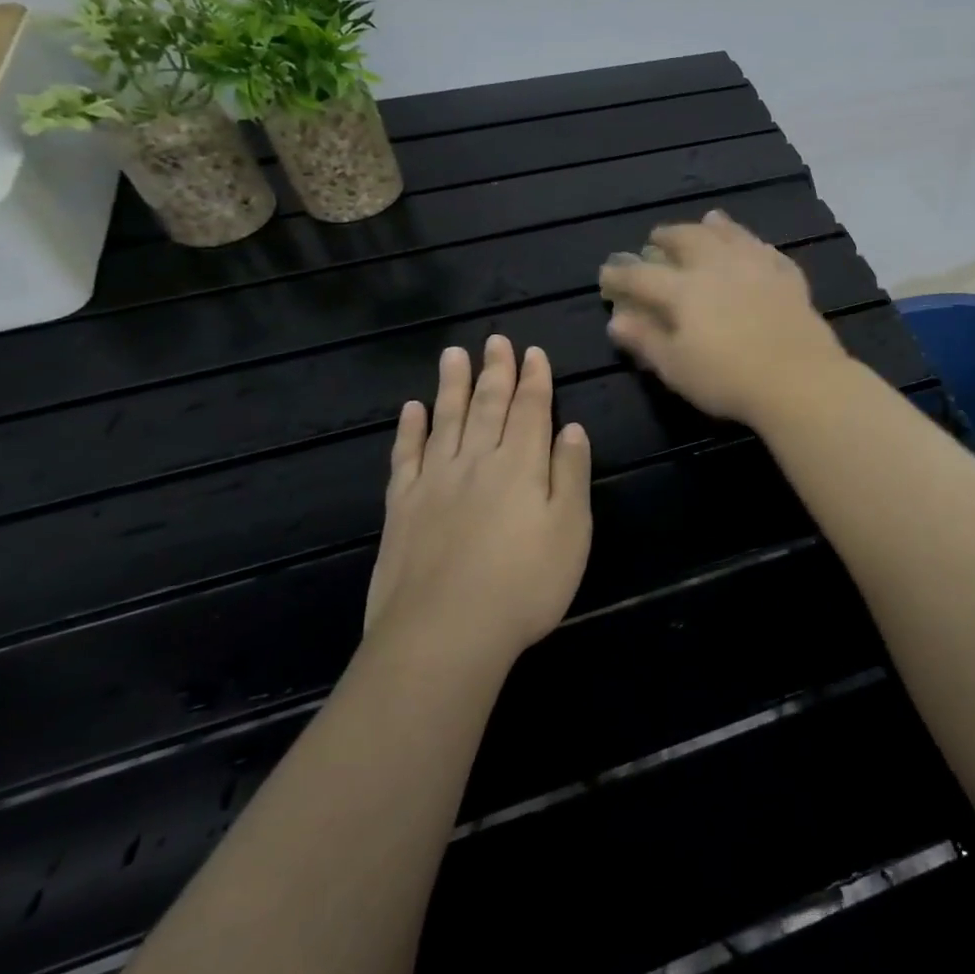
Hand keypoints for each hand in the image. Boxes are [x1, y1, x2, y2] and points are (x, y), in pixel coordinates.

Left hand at [365, 336, 592, 659]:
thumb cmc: (524, 584)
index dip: (534, 379)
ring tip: (454, 354)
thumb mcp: (571, 531)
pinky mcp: (402, 507)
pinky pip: (406, 456)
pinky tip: (411, 409)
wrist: (444, 634)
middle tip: (495, 339)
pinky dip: (410, 429)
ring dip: (451, 385)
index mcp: (522, 465)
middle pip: (488, 405)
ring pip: (446, 420)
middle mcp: (478, 461)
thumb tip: (572, 428)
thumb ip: (571, 474)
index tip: (533, 351)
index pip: (531, 410)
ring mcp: (435, 482)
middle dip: (495, 371)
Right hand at [598, 210, 848, 424]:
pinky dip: (754, 244)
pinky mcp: (788, 278)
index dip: (621, 274)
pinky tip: (754, 247)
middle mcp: (718, 266)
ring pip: (730, 235)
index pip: (642, 275)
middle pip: (688, 239)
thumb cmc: (727, 378)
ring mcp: (757, 267)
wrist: (798, 378)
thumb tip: (616, 318)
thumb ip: (645, 339)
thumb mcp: (675, 367)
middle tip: (656, 237)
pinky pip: (767, 251)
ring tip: (707, 221)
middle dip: (667, 236)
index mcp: (684, 289)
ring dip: (713, 227)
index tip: (607, 274)